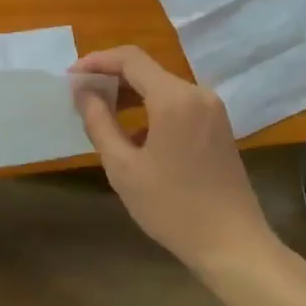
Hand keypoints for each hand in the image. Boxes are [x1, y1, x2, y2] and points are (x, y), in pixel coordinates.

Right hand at [73, 46, 278, 276]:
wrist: (234, 246)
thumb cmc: (173, 207)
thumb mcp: (124, 168)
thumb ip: (99, 122)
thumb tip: (83, 91)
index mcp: (174, 98)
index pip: (130, 59)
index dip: (97, 61)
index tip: (71, 76)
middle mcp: (196, 93)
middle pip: (146, 70)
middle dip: (112, 77)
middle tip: (81, 95)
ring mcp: (212, 109)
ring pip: (162, 86)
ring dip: (131, 94)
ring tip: (102, 113)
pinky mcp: (218, 126)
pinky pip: (178, 103)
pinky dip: (152, 108)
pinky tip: (135, 134)